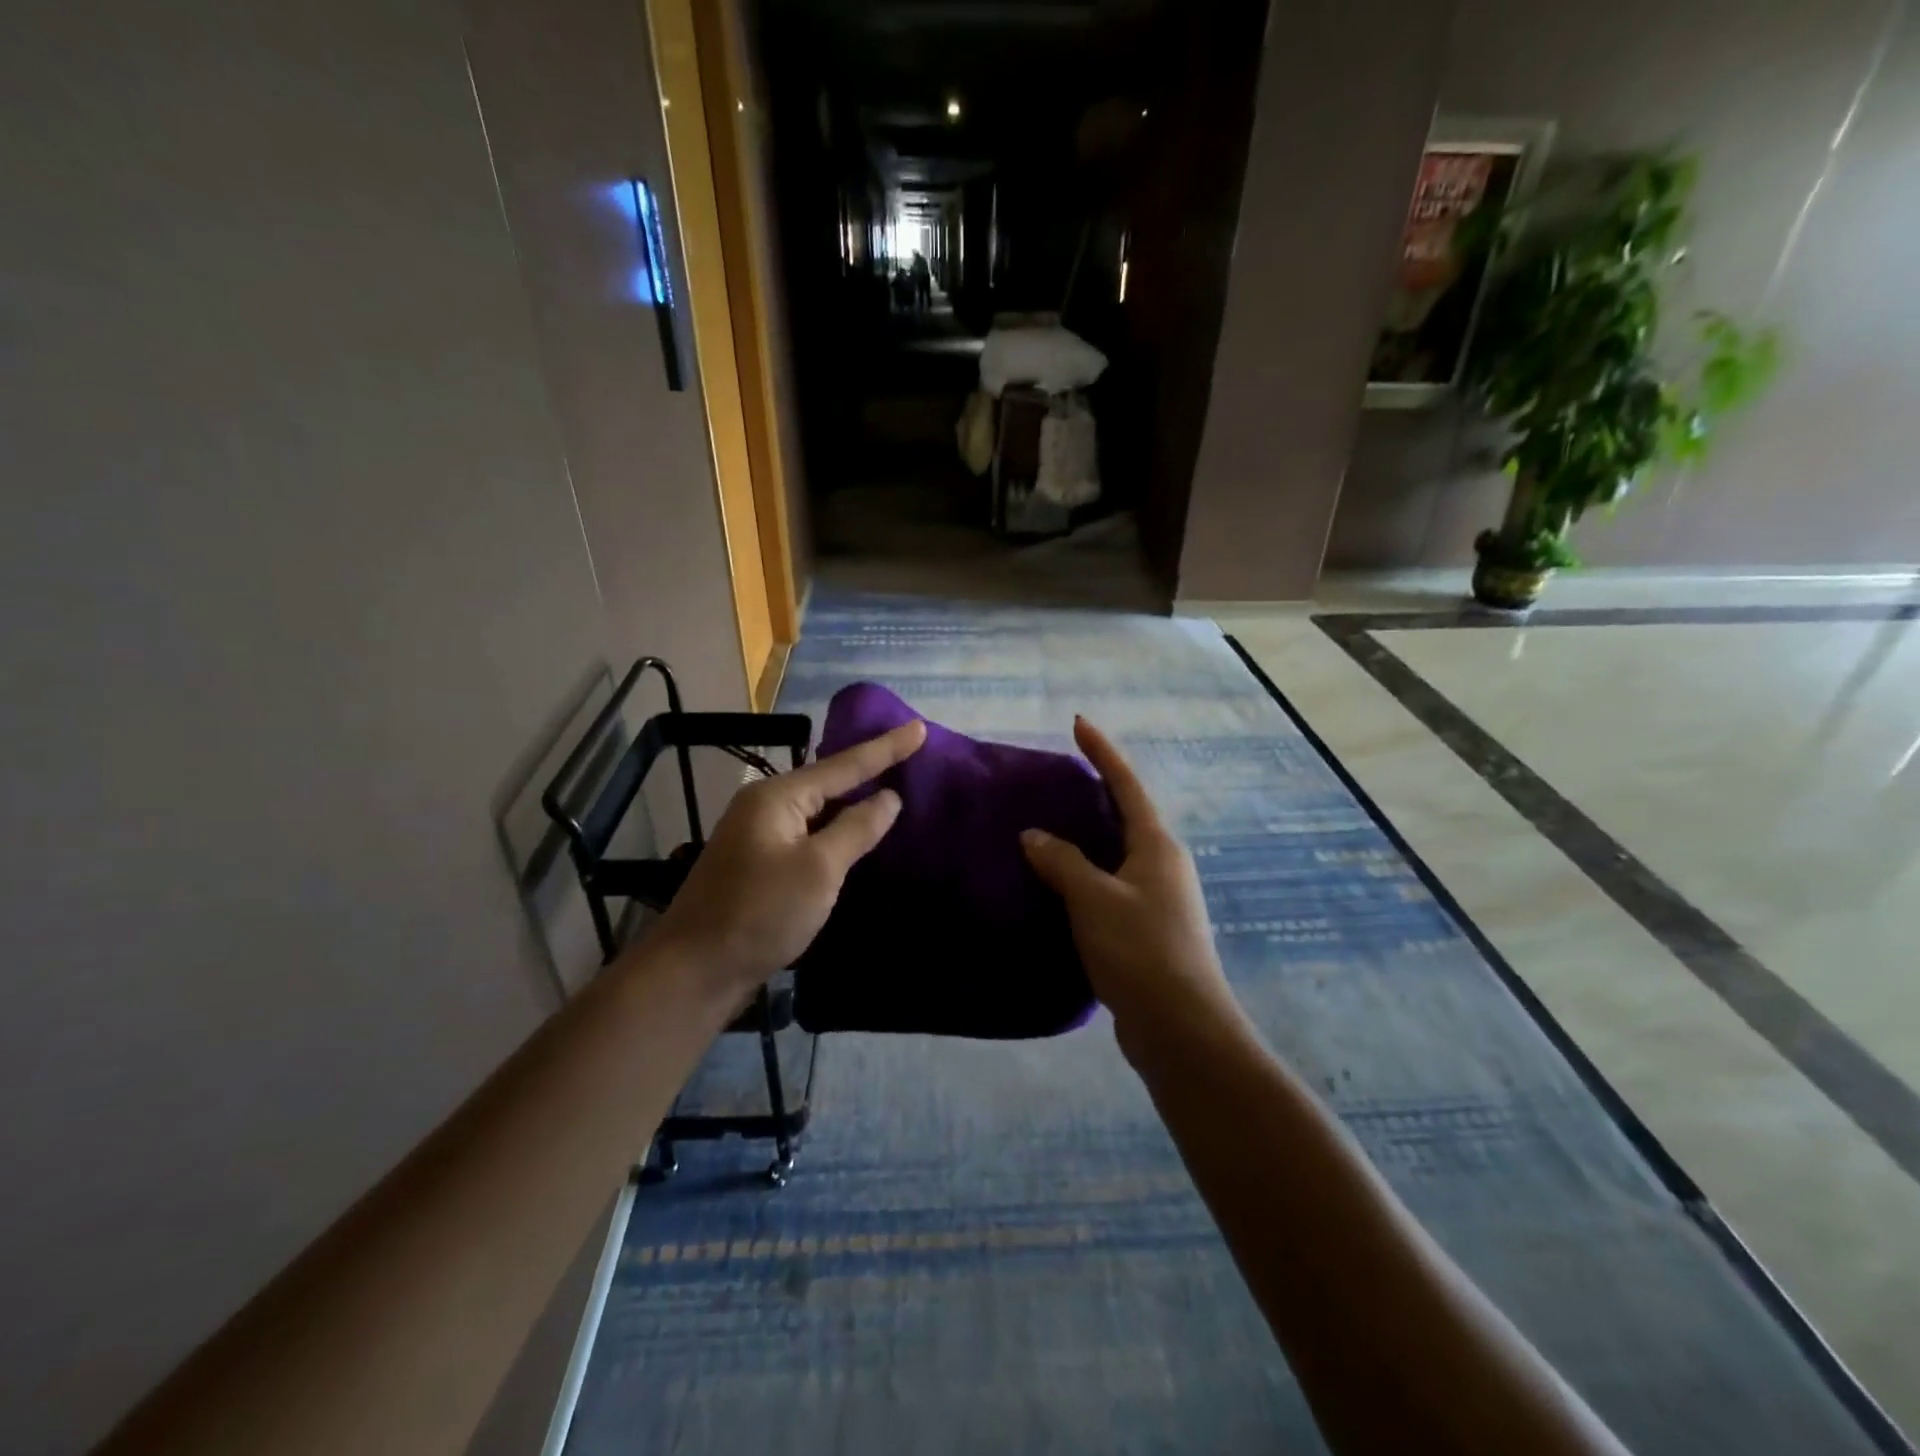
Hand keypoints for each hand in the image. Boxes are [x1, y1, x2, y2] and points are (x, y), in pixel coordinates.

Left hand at [649, 718, 927, 1002]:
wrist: (695, 971)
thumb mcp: (819, 869)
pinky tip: (857, 832)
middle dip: (869, 767)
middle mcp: (766, 806)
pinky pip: (809, 833)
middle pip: (828, 780)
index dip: (886, 747)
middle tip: (911, 752)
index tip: (920, 727)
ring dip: (854, 799)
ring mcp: (759, 835)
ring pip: (819, 808)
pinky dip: (837, 829)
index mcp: (778, 796)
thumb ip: (857, 828)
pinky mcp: (761, 864)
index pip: (844, 765)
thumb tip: (888, 797)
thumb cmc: (761, 913)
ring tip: (893, 784)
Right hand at [1021, 719, 1238, 1050]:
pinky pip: (1111, 888)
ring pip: (1117, 855)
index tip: (1079, 723)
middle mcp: (1163, 865)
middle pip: (1126, 816)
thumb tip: (1033, 835)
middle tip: (1055, 781)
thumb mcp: (1093, 899)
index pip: (1126, 784)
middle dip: (1095, 794)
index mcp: (1157, 846)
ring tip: (1048, 830)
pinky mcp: (1148, 931)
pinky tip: (1059, 887)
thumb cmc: (1140, 950)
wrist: (1180, 1027)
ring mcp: (1159, 899)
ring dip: (1087, 840)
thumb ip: (1062, 862)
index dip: (1102, 752)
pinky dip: (1085, 878)